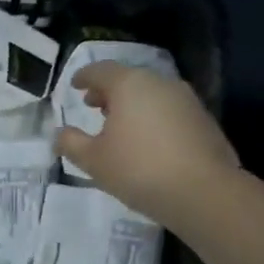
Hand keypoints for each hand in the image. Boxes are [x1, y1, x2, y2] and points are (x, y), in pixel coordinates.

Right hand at [54, 62, 238, 225]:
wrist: (204, 193)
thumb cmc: (138, 169)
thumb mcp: (93, 160)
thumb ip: (71, 143)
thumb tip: (60, 134)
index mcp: (130, 84)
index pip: (100, 70)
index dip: (84, 77)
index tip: (75, 86)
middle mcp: (160, 83)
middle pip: (128, 79)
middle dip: (108, 91)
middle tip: (94, 106)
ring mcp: (186, 100)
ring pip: (151, 94)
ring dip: (132, 105)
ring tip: (120, 126)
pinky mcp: (204, 120)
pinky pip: (169, 110)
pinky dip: (152, 117)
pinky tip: (147, 141)